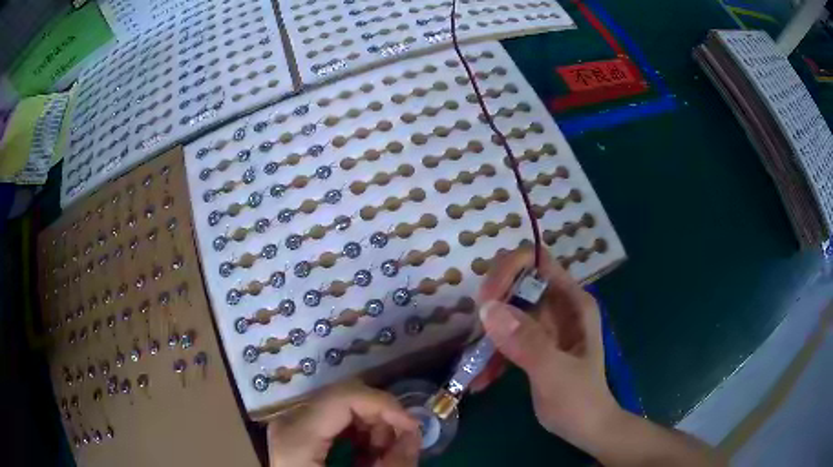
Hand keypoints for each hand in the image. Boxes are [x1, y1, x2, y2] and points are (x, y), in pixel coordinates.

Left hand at [267, 382, 421, 466]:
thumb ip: (394, 464)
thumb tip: (414, 434)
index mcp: (297, 437)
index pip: (344, 397)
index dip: (384, 405)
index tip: (412, 426)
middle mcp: (288, 422)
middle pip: (343, 399)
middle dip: (380, 418)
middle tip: (401, 444)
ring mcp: (290, 425)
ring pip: (340, 406)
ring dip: (371, 426)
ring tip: (385, 454)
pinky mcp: (295, 431)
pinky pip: (332, 419)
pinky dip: (357, 432)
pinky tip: (368, 454)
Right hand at [471, 249, 723, 466]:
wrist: (587, 428)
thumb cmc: (580, 400)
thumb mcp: (555, 372)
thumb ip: (527, 342)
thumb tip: (488, 308)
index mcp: (573, 302)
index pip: (537, 260)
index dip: (509, 270)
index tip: (486, 301)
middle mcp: (558, 306)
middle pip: (516, 282)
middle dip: (493, 303)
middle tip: (477, 333)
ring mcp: (544, 326)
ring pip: (506, 310)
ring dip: (487, 334)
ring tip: (475, 365)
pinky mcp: (532, 344)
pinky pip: (504, 337)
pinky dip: (490, 355)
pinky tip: (482, 380)